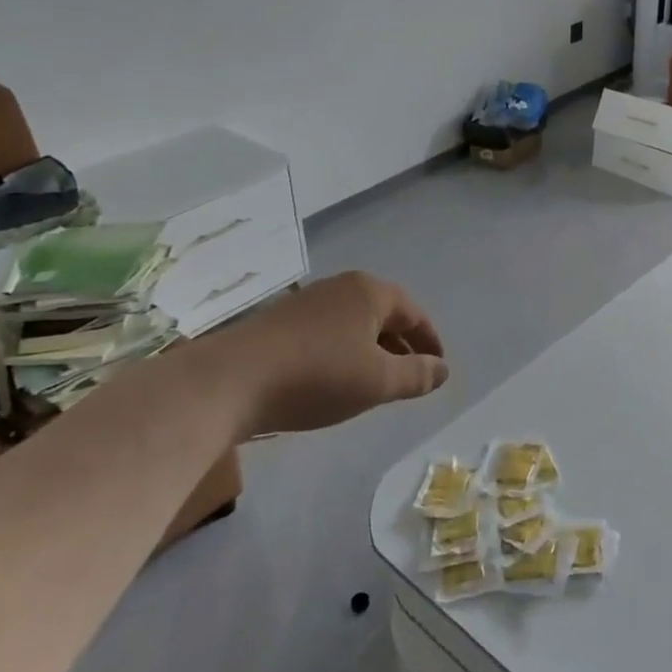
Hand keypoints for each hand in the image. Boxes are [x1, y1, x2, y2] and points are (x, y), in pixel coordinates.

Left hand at [199, 271, 448, 435]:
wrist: (228, 382)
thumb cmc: (317, 376)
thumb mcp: (378, 382)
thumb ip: (417, 375)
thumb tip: (442, 369)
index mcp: (370, 292)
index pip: (414, 313)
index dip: (430, 341)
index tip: (438, 367)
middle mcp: (340, 288)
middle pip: (383, 315)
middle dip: (401, 345)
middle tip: (411, 376)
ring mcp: (306, 303)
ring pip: (353, 325)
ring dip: (371, 351)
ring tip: (375, 383)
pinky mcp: (279, 323)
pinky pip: (327, 334)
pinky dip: (343, 354)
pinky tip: (334, 381)